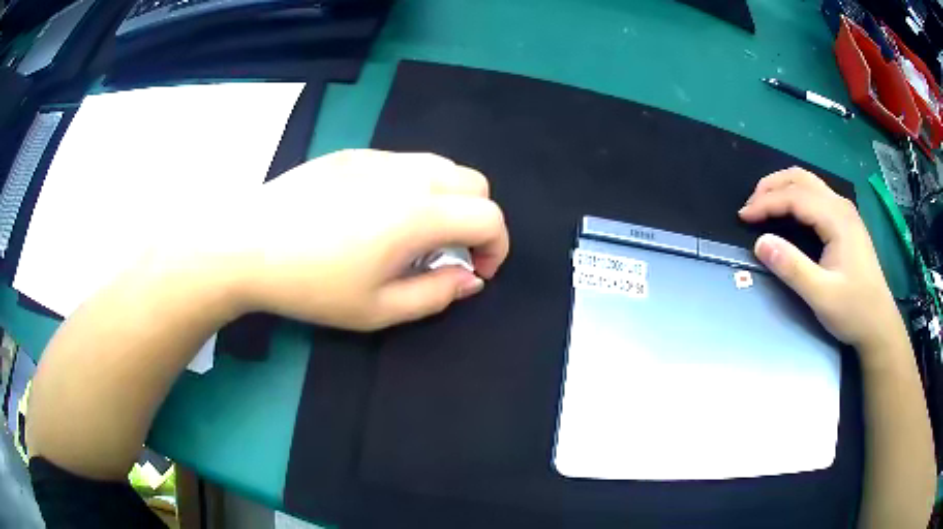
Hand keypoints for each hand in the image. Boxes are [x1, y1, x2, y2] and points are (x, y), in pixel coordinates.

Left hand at [172, 150, 508, 330]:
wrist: (246, 244)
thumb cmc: (310, 285)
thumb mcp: (377, 309)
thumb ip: (436, 295)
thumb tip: (470, 279)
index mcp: (419, 213)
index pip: (489, 216)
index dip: (496, 247)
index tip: (476, 272)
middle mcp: (408, 174)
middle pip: (475, 183)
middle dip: (478, 219)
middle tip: (450, 253)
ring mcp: (379, 157)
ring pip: (441, 166)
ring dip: (449, 199)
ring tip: (416, 233)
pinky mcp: (353, 153)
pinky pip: (405, 162)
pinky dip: (415, 186)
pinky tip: (378, 213)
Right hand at [738, 167, 903, 351]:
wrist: (879, 323)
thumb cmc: (853, 310)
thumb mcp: (821, 296)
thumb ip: (792, 268)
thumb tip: (760, 243)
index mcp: (836, 218)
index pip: (795, 197)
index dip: (766, 203)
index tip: (742, 217)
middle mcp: (840, 206)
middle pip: (801, 179)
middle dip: (772, 187)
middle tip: (750, 206)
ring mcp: (845, 212)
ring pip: (809, 183)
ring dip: (783, 188)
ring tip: (763, 204)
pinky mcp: (846, 222)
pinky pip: (816, 195)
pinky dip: (795, 196)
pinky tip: (788, 212)